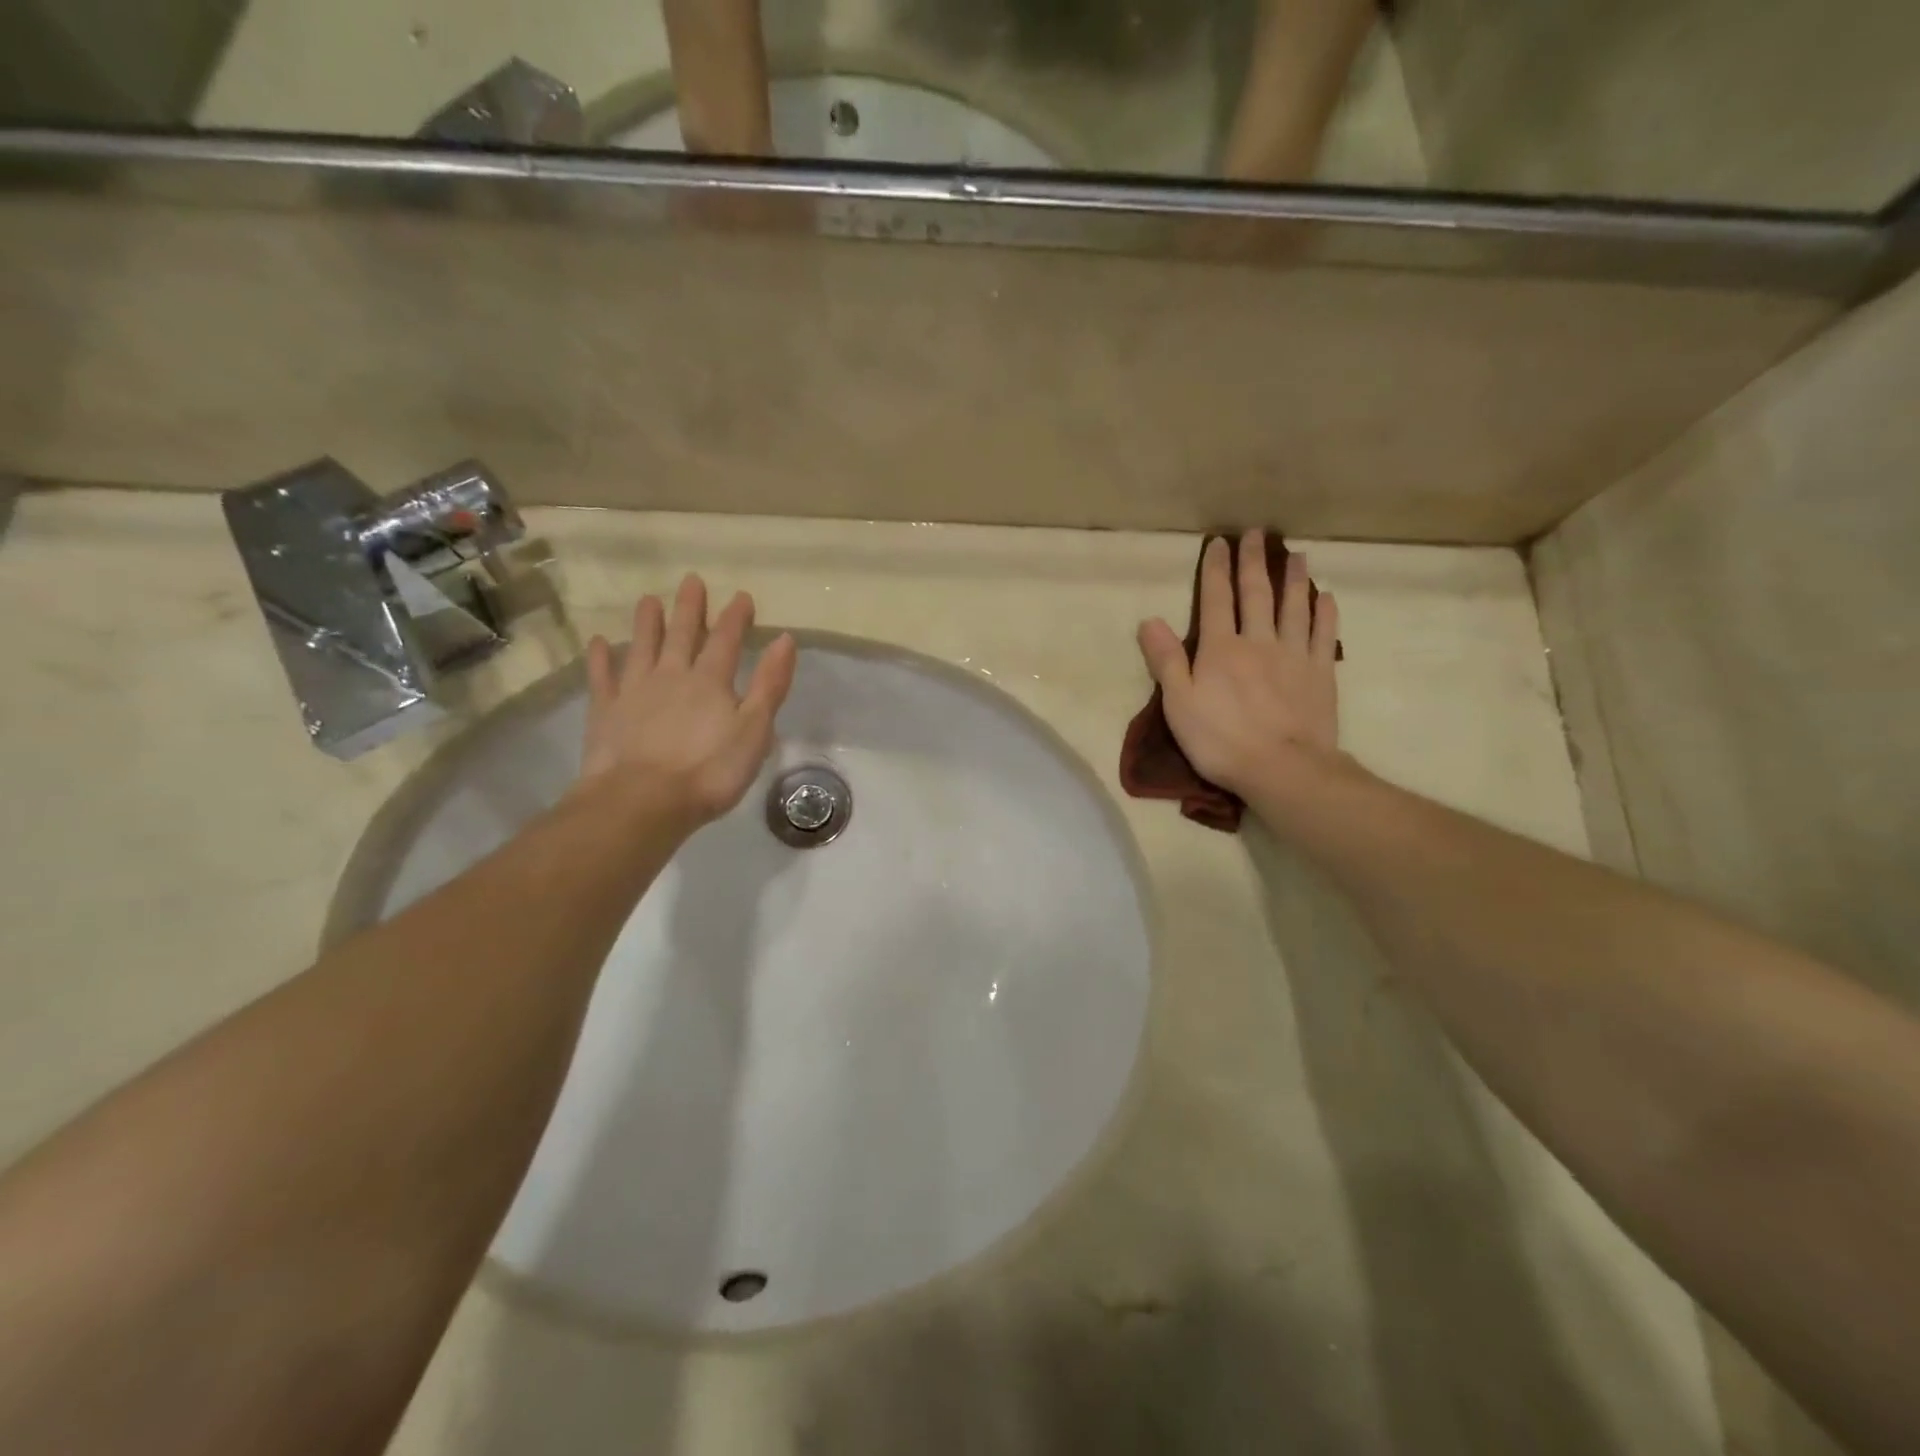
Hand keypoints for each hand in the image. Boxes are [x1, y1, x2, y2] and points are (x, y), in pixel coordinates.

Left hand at [578, 575, 797, 828]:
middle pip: (683, 634)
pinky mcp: (606, 711)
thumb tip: (784, 639)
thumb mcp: (754, 730)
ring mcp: (634, 690)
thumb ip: (770, 685)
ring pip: (642, 647)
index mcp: (710, 680)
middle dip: (690, 608)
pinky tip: (599, 643)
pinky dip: (601, 659)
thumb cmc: (709, 771)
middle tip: (691, 581)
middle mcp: (672, 675)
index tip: (741, 596)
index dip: (735, 617)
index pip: (727, 640)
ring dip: (647, 623)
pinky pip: (603, 677)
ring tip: (649, 600)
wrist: (643, 801)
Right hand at [1137, 531, 1340, 797]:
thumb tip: (1149, 620)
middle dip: (1254, 562)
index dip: (1216, 570)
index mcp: (1220, 649)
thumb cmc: (1220, 740)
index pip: (1216, 600)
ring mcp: (1294, 656)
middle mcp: (1259, 642)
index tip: (1219, 543)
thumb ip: (1166, 661)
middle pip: (1257, 594)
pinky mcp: (1321, 675)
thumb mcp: (1178, 704)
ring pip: (1295, 608)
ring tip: (1297, 555)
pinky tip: (1326, 599)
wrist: (1282, 769)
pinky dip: (1325, 614)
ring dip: (1294, 579)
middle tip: (1257, 533)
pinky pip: (1324, 636)